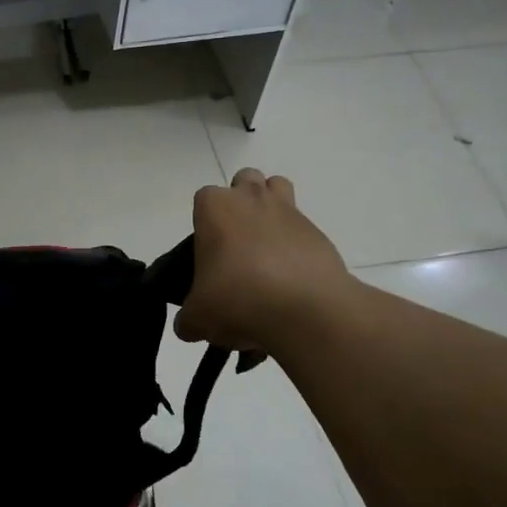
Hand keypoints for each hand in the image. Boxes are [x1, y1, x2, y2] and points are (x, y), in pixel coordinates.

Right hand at [174, 169, 351, 353]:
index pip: (204, 199)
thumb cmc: (238, 299)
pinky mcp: (318, 233)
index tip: (208, 253)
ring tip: (266, 249)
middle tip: (236, 245)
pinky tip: (291, 278)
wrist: (304, 310)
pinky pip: (302, 229)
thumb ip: (188, 317)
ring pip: (278, 189)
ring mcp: (289, 211)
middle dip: (241, 203)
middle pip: (244, 181)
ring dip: (270, 209)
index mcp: (216, 208)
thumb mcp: (198, 317)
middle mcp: (252, 198)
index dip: (205, 223)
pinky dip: (295, 245)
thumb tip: (188, 325)